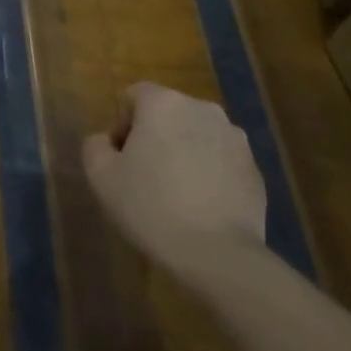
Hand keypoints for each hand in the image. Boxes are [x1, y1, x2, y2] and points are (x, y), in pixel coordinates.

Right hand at [83, 83, 265, 272]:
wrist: (218, 255)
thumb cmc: (151, 207)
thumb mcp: (101, 177)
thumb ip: (95, 146)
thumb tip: (107, 141)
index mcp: (164, 103)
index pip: (134, 95)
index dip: (122, 124)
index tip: (122, 159)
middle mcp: (202, 109)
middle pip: (168, 113)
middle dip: (154, 136)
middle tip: (144, 175)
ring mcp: (234, 138)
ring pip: (196, 135)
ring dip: (183, 152)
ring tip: (176, 193)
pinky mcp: (254, 168)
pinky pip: (220, 160)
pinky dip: (209, 173)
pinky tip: (201, 206)